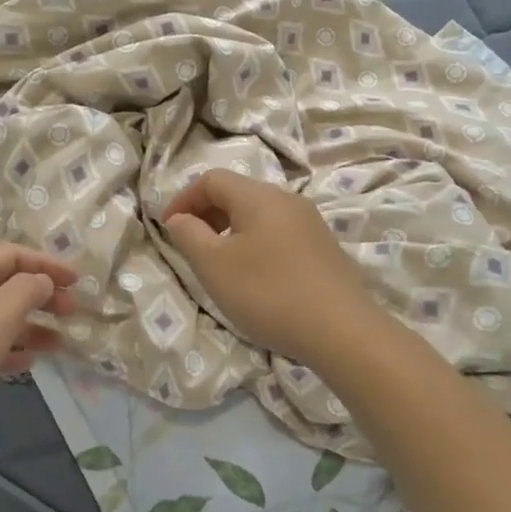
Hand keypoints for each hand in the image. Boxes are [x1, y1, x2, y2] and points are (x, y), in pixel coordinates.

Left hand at [0, 244, 77, 440]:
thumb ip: (28, 290)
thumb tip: (42, 281)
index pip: (14, 254)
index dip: (47, 263)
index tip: (77, 281)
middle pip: (8, 284)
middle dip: (43, 295)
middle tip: (73, 312)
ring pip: (1, 317)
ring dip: (33, 326)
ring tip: (62, 342)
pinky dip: (12, 349)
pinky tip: (31, 362)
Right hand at [162, 170, 379, 367]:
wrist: (343, 332)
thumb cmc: (268, 293)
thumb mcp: (213, 265)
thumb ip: (189, 234)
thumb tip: (180, 218)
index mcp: (258, 196)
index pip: (211, 180)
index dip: (183, 199)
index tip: (167, 228)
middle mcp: (287, 199)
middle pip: (237, 193)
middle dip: (206, 214)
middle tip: (190, 246)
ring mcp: (310, 223)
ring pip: (259, 214)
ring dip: (231, 230)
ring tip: (220, 264)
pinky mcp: (324, 248)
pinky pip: (279, 233)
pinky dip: (255, 244)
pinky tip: (256, 277)